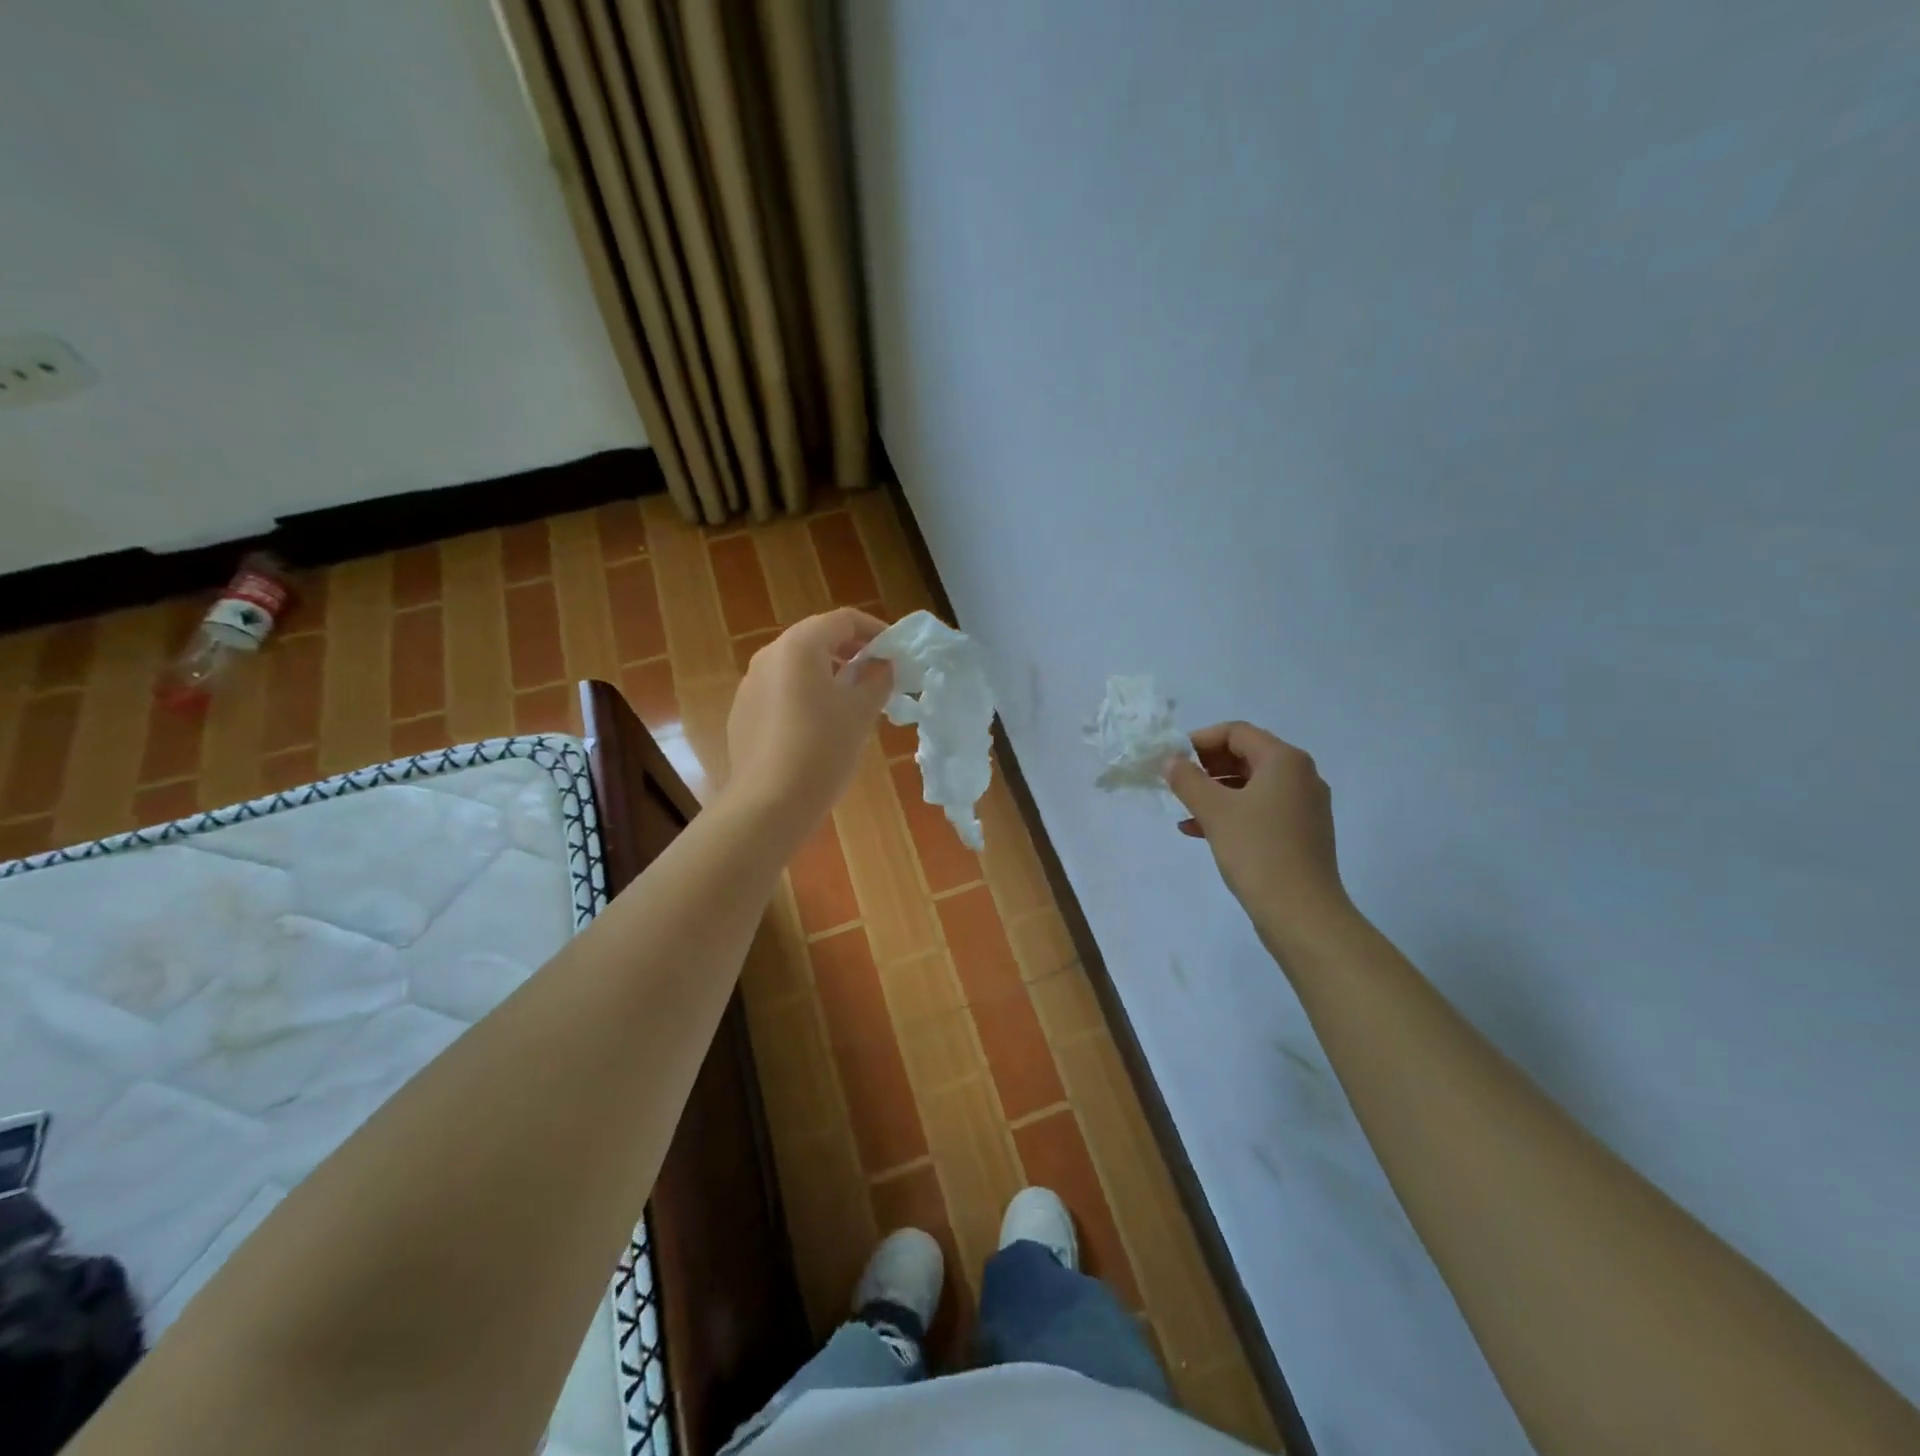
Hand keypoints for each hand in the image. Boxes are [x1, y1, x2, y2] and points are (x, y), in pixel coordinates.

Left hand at [725, 607, 892, 831]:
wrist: (770, 802)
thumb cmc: (823, 748)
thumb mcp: (861, 712)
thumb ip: (877, 679)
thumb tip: (883, 665)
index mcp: (799, 646)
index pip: (843, 620)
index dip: (875, 630)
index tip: (896, 651)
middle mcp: (769, 656)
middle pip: (816, 638)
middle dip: (851, 650)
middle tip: (878, 673)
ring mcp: (750, 684)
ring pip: (796, 665)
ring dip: (828, 672)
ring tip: (852, 699)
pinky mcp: (743, 712)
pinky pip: (780, 690)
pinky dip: (805, 694)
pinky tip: (820, 725)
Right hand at [1165, 722, 1352, 948]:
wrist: (1301, 912)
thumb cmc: (1257, 851)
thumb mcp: (1214, 811)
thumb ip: (1188, 780)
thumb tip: (1171, 760)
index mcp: (1284, 760)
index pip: (1237, 732)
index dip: (1201, 740)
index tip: (1173, 759)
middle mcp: (1301, 776)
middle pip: (1246, 755)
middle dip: (1207, 767)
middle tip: (1177, 782)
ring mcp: (1304, 806)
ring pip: (1251, 785)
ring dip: (1215, 792)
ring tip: (1184, 809)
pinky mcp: (1301, 833)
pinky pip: (1261, 809)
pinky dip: (1231, 813)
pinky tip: (1199, 831)